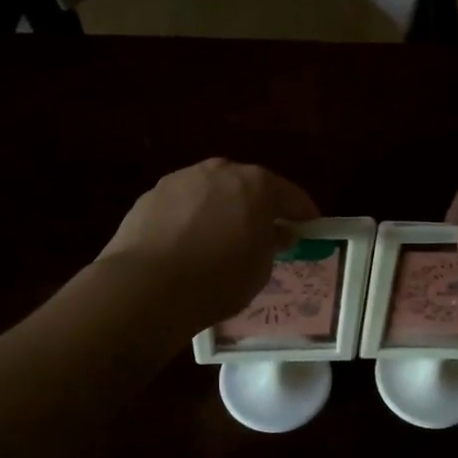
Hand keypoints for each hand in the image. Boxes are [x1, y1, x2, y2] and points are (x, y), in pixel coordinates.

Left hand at [98, 159, 320, 331]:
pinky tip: (189, 242)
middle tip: (266, 230)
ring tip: (223, 236)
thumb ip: (272, 244)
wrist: (146, 286)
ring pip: (212, 191)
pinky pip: (184, 205)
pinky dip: (192, 218)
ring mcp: (182, 179)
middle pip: (249, 185)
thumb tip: (276, 232)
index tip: (310, 227)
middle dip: (260, 205)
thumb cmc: (218, 278)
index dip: (303, 212)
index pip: (291, 195)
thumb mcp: (260, 269)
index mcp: (257, 184)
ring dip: (222, 208)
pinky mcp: (151, 196)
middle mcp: (220, 171)